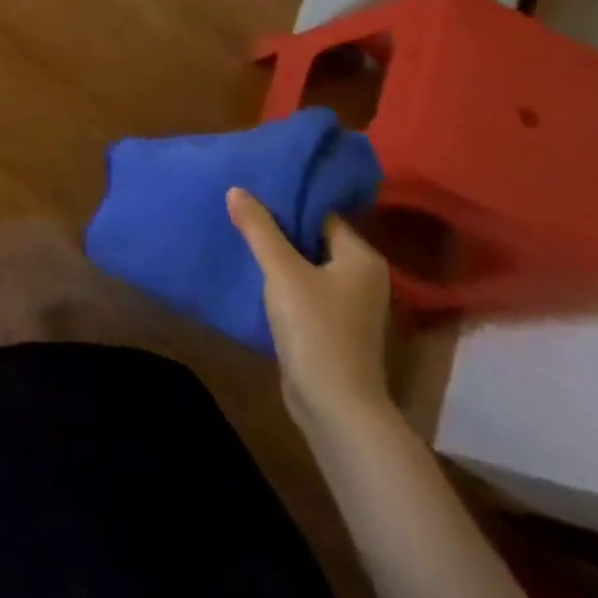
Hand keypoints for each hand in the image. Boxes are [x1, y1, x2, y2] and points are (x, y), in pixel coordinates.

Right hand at [226, 189, 392, 437]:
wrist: (335, 408)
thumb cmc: (315, 329)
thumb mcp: (281, 271)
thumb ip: (259, 229)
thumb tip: (236, 189)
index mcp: (361, 257)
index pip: (321, 214)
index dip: (287, 202)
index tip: (253, 191)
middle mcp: (362, 277)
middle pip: (313, 238)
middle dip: (278, 227)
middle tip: (241, 208)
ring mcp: (349, 304)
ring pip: (306, 264)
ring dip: (278, 254)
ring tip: (241, 235)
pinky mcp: (333, 326)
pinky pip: (304, 288)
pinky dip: (282, 280)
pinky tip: (253, 273)